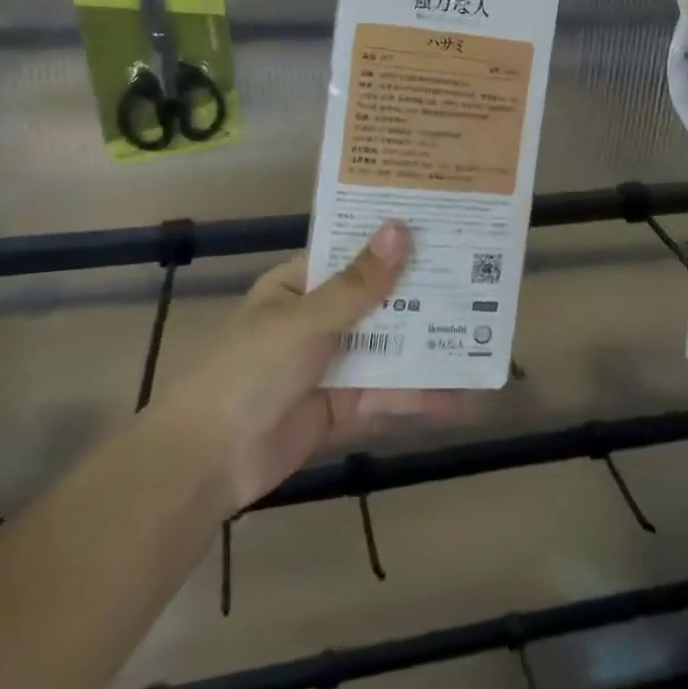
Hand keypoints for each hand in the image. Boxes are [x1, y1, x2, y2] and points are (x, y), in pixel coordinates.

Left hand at [153, 221, 457, 511]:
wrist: (207, 462)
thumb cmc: (250, 371)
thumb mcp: (305, 321)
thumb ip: (358, 285)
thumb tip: (400, 229)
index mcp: (300, 284)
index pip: (353, 252)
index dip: (393, 240)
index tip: (442, 226)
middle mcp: (318, 317)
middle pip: (378, 299)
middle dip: (422, 293)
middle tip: (478, 278)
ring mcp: (331, 362)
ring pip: (388, 347)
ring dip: (427, 345)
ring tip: (480, 336)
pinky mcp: (342, 405)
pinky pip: (386, 393)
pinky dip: (418, 395)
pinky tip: (457, 396)